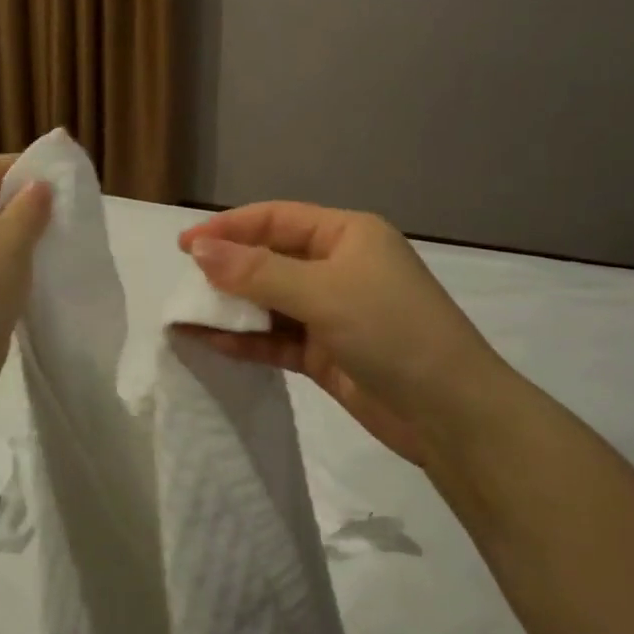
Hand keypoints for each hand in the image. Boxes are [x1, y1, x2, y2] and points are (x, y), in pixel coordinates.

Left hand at [0, 155, 51, 404]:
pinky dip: (21, 263)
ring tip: (61, 238)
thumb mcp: (10, 239)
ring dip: (28, 234)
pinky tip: (43, 272)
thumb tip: (39, 184)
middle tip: (67, 208)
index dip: (24, 163)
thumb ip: (28, 207)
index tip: (59, 175)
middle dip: (30, 200)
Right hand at [177, 202, 501, 468]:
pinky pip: (276, 338)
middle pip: (270, 258)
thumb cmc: (390, 330)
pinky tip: (209, 343)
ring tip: (185, 314)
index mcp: (347, 234)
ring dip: (232, 308)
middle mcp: (339, 266)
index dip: (229, 227)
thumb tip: (200, 250)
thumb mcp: (322, 292)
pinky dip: (246, 339)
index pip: (276, 219)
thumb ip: (257, 272)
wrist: (450, 414)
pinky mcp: (326, 353)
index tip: (184, 244)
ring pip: (270, 301)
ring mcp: (332, 312)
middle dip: (228, 269)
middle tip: (183, 283)